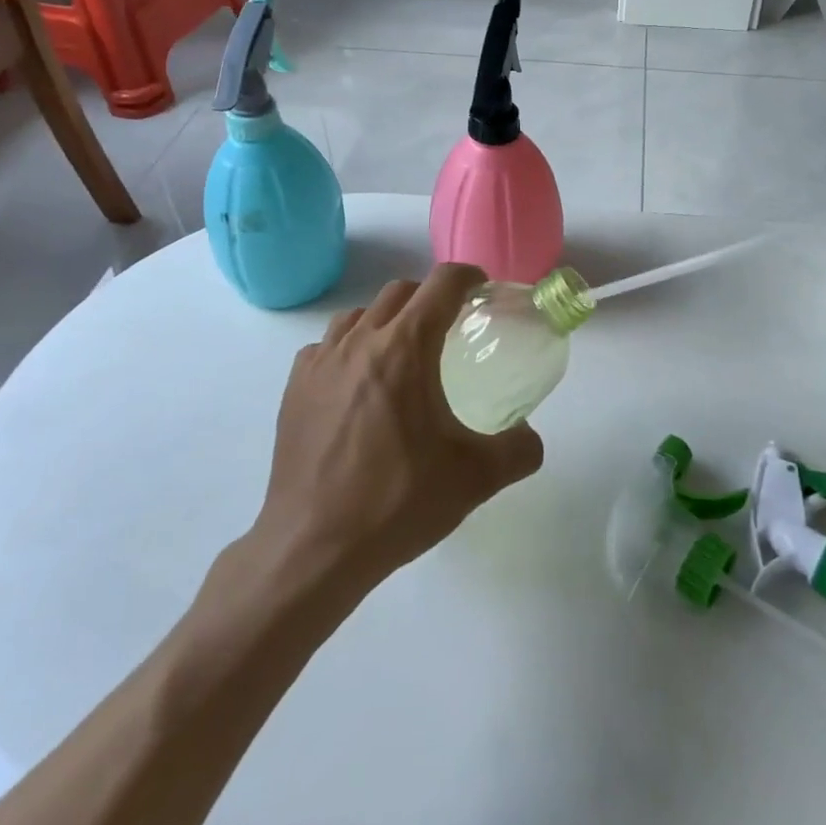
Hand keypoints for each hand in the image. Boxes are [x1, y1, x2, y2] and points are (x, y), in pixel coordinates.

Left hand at [252, 264, 543, 591]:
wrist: (314, 547)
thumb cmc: (398, 502)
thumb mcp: (476, 478)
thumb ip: (518, 450)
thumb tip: (530, 437)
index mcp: (406, 347)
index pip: (442, 284)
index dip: (468, 277)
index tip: (482, 289)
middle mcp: (361, 340)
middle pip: (400, 292)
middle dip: (430, 298)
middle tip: (449, 328)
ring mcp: (321, 361)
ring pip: (360, 315)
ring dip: (387, 320)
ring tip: (402, 356)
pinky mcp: (295, 387)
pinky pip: (327, 346)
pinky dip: (349, 349)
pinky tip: (358, 385)